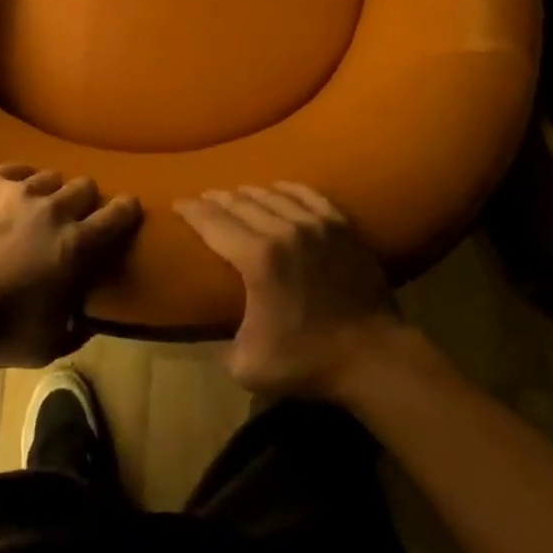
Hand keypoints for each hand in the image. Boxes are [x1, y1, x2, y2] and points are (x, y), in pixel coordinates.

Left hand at [0, 164, 142, 366]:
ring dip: (51, 193)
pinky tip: (13, 196)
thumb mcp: (49, 344)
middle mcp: (55, 209)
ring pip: (52, 176)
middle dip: (86, 202)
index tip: (126, 211)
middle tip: (74, 219)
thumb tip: (88, 312)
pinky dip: (21, 181)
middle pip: (85, 186)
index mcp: (77, 245)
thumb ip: (78, 324)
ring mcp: (21, 190)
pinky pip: (18, 169)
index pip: (118, 213)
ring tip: (38, 209)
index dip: (126, 210)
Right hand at [175, 183, 404, 397]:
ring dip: (248, 192)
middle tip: (204, 199)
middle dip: (217, 198)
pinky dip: (286, 188)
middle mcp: (283, 228)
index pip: (213, 222)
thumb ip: (222, 344)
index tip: (179, 203)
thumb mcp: (248, 365)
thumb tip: (215, 333)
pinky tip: (278, 187)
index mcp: (257, 257)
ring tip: (236, 194)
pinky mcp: (340, 225)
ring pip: (272, 194)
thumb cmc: (308, 361)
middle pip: (240, 202)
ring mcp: (315, 223)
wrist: (374, 357)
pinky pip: (307, 193)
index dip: (192, 210)